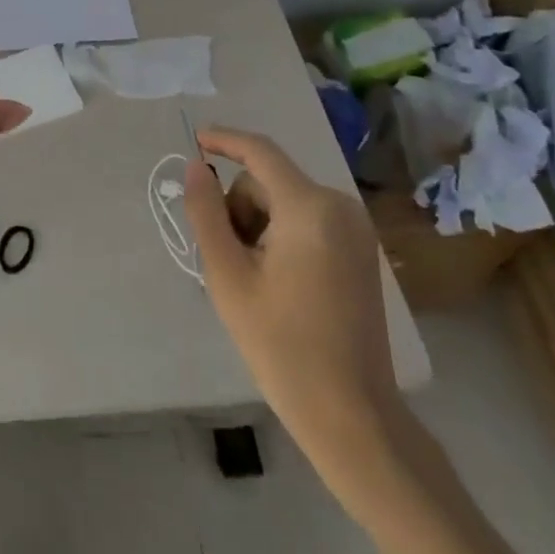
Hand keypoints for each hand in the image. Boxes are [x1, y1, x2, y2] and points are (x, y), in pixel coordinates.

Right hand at [183, 125, 400, 461]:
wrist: (351, 414)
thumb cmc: (281, 344)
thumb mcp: (228, 275)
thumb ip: (207, 212)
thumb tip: (196, 167)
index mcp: (310, 208)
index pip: (260, 152)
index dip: (224, 140)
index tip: (194, 140)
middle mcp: (340, 207)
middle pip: (269, 182)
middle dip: (239, 207)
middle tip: (228, 259)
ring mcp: (356, 230)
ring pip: (286, 201)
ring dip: (258, 224)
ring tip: (252, 276)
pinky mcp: (360, 251)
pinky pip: (308, 220)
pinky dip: (281, 234)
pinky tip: (274, 279)